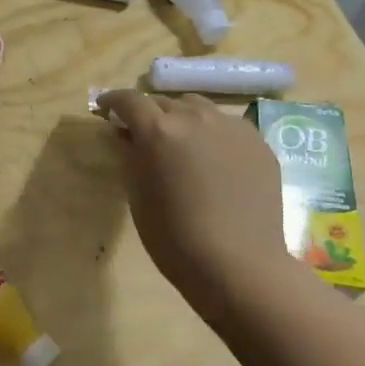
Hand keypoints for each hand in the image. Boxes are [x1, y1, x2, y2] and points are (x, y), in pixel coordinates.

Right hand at [96, 91, 292, 324]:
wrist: (239, 265)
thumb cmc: (175, 238)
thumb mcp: (138, 196)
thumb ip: (130, 156)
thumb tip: (126, 135)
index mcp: (159, 130)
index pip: (130, 100)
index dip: (113, 101)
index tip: (106, 109)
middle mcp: (195, 117)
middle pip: (165, 102)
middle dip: (150, 114)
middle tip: (144, 135)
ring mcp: (231, 127)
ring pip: (199, 108)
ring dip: (183, 119)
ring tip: (182, 144)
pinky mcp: (258, 142)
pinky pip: (227, 126)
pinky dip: (213, 134)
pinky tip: (215, 161)